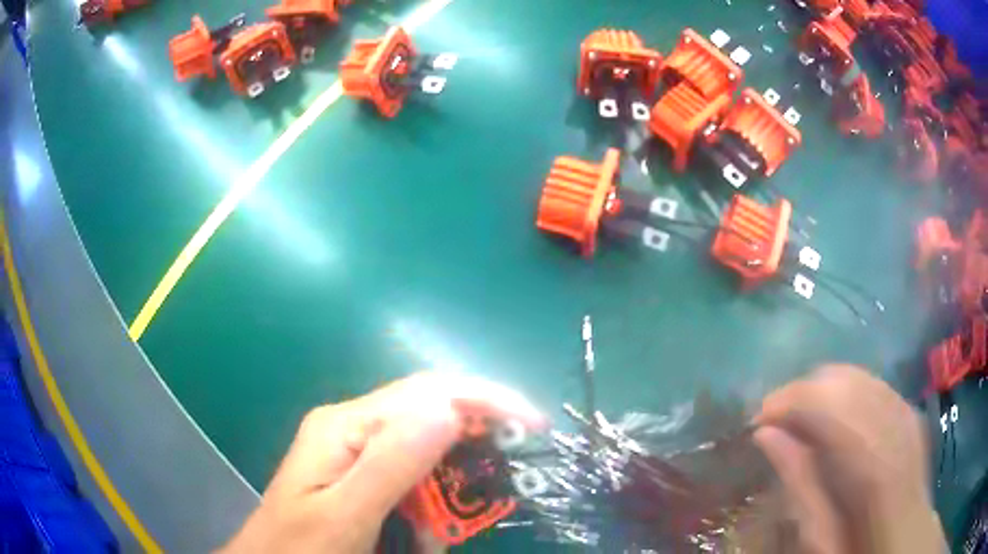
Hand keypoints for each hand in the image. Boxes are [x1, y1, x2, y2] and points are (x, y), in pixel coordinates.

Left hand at [219, 372, 544, 553]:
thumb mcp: (345, 514)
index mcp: (345, 425)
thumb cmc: (302, 547)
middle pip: (429, 414)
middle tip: (502, 480)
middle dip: (472, 444)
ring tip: (447, 525)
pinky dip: (431, 502)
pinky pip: (411, 475)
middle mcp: (352, 426)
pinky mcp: (360, 474)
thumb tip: (449, 407)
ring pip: (425, 449)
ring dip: (449, 486)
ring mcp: (355, 449)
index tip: (533, 425)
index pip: (427, 393)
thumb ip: (391, 463)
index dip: (485, 400)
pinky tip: (427, 529)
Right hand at [753, 365, 946, 553]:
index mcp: (875, 463)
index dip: (790, 400)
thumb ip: (798, 485)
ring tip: (799, 420)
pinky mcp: (909, 409)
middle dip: (803, 391)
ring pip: (858, 375)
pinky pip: (872, 384)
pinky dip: (846, 393)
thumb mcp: (819, 538)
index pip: (829, 403)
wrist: (904, 539)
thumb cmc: (858, 548)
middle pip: (844, 379)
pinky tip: (833, 419)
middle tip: (774, 422)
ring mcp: (907, 411)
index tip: (758, 420)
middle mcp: (895, 423)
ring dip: (823, 390)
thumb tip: (765, 434)